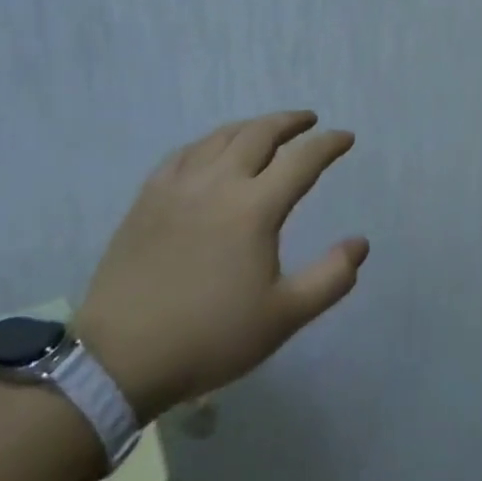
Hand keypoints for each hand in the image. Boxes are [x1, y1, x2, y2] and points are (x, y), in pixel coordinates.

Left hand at [76, 112, 368, 421]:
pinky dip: (209, 142)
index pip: (303, 160)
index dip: (329, 144)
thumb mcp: (283, 317)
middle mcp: (219, 183)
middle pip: (261, 133)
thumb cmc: (210, 337)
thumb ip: (330, 278)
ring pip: (221, 137)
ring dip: (252, 126)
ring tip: (266, 129)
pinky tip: (212, 150)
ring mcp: (179, 186)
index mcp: (255, 208)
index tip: (345, 138)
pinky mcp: (148, 197)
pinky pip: (185, 153)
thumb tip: (361, 243)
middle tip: (309, 121)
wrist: (120, 359)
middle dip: (291, 122)